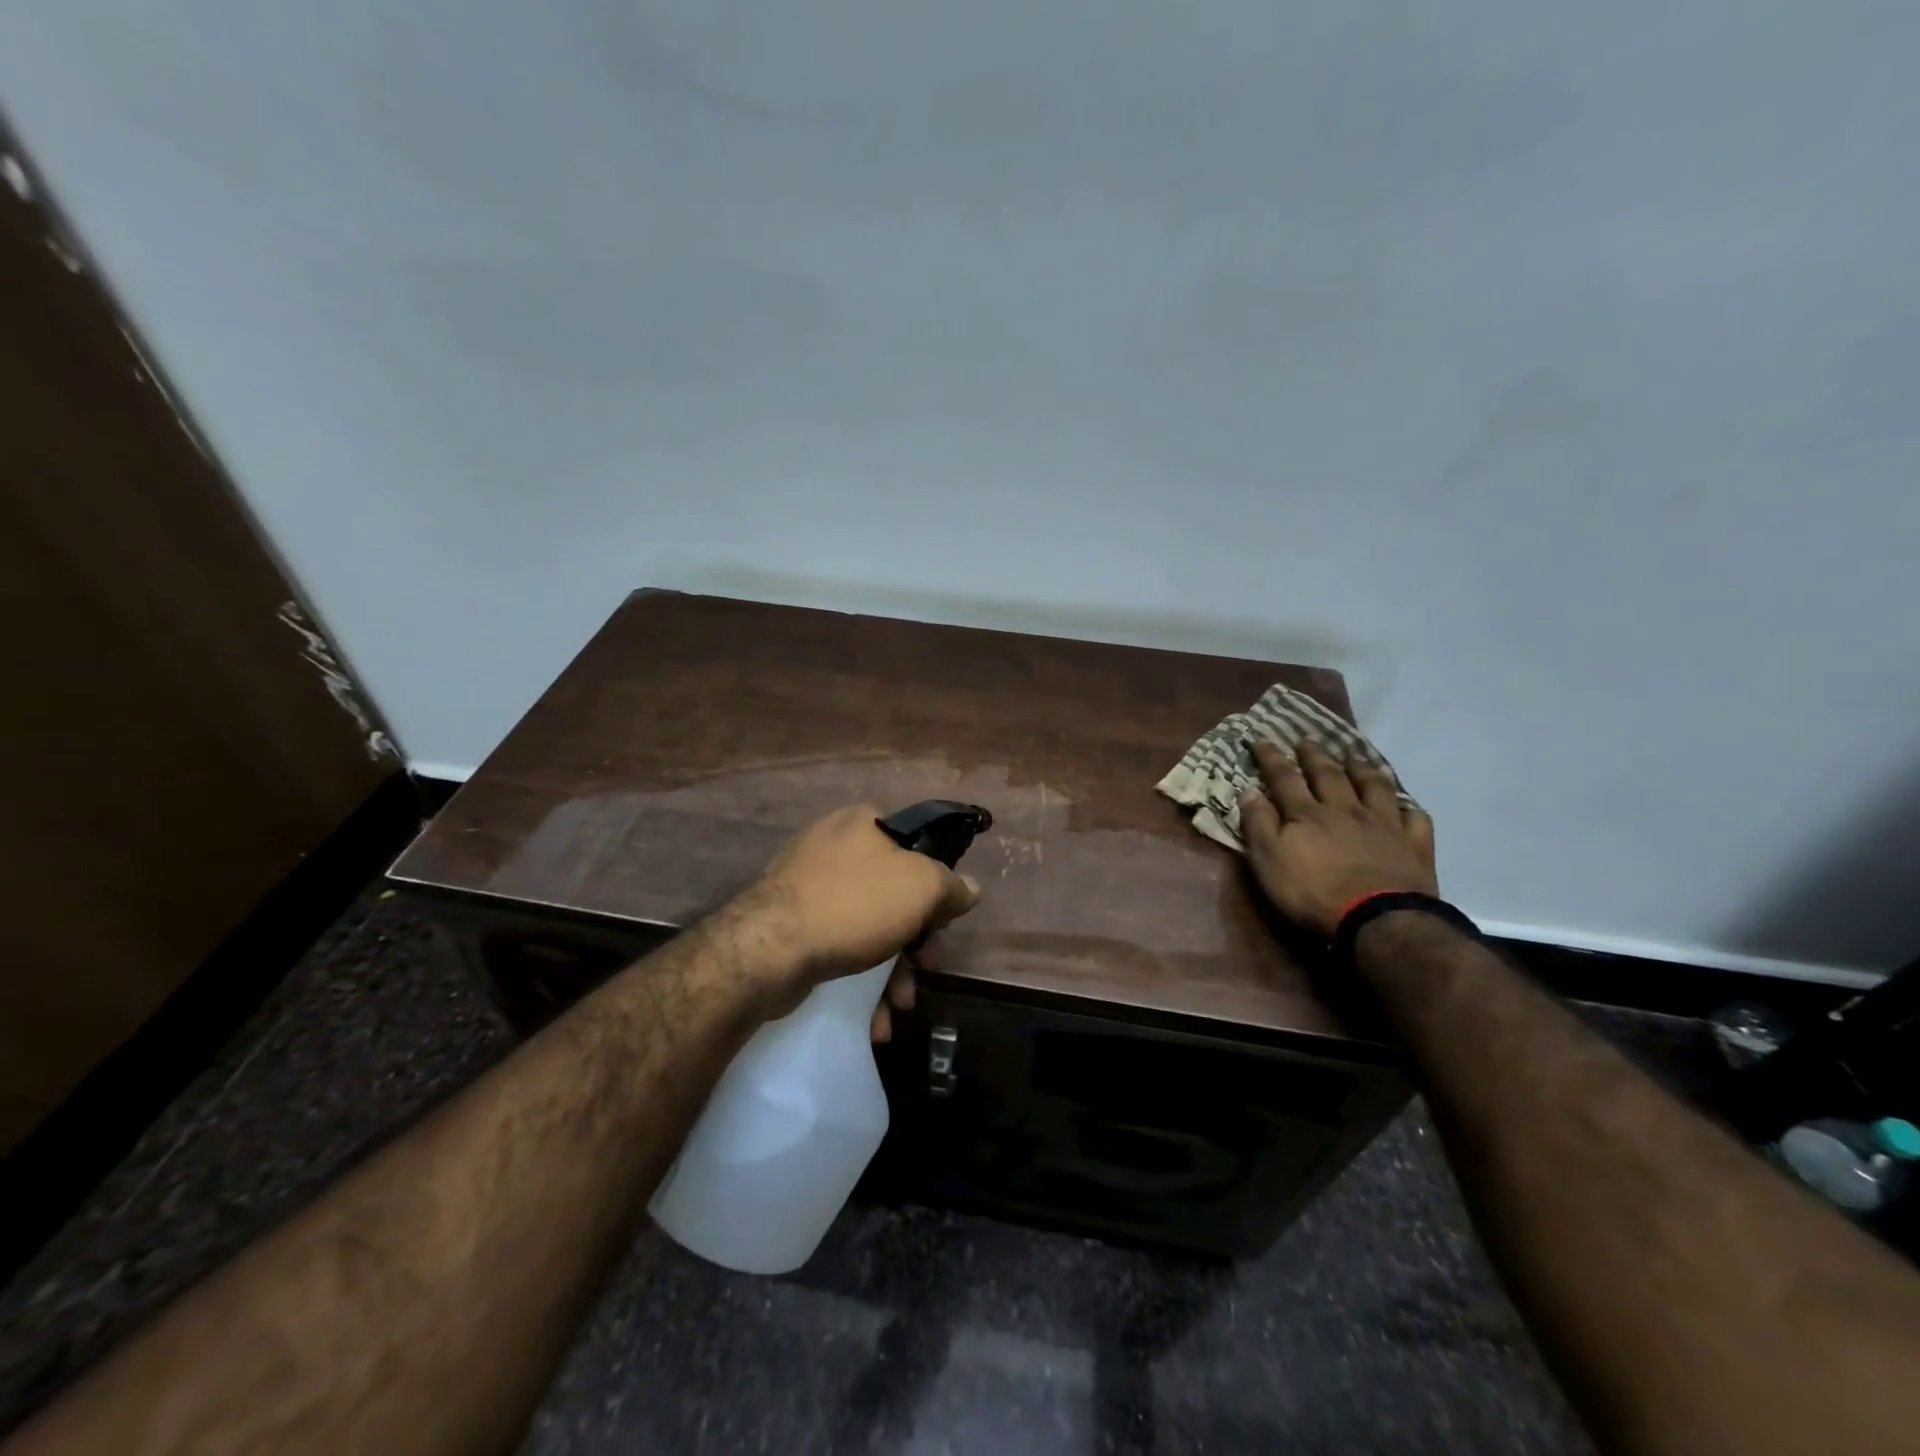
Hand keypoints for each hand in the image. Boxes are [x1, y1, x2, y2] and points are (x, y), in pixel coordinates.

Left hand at [742, 804, 979, 1038]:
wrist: (768, 950)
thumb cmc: (854, 905)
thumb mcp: (922, 887)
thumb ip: (952, 887)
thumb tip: (968, 889)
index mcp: (863, 823)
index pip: (916, 846)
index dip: (936, 885)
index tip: (942, 922)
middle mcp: (833, 846)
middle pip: (893, 893)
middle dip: (915, 941)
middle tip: (925, 969)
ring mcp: (807, 886)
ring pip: (867, 926)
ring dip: (891, 971)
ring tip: (898, 1006)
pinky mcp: (790, 925)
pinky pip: (838, 946)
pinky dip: (859, 979)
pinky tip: (872, 1018)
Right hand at [1239, 741, 1436, 936]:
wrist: (1378, 921)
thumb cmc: (1313, 893)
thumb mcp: (1268, 861)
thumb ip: (1258, 824)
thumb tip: (1248, 790)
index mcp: (1307, 814)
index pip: (1285, 778)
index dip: (1272, 758)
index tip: (1263, 739)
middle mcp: (1346, 810)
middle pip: (1329, 775)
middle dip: (1315, 755)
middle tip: (1308, 738)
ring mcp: (1384, 825)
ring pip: (1374, 788)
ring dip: (1363, 769)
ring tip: (1355, 756)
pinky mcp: (1414, 846)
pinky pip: (1415, 819)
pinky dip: (1409, 808)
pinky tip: (1406, 806)